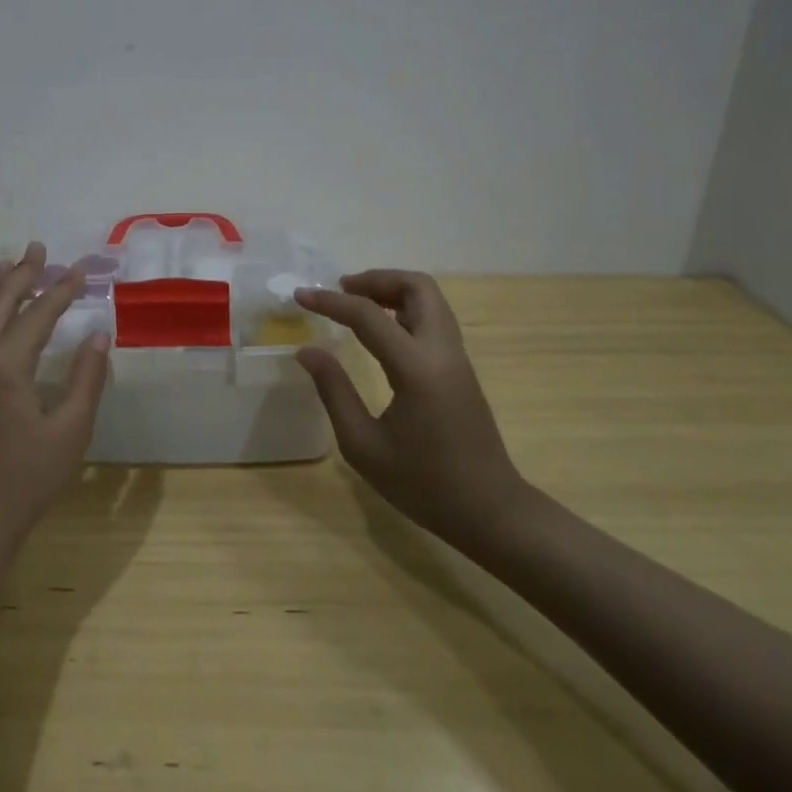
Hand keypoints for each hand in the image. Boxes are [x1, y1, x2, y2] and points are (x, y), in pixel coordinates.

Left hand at [0, 242, 110, 545]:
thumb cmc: (27, 478)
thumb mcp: (71, 430)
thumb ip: (87, 378)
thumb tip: (98, 334)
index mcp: (5, 367)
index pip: (37, 316)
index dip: (61, 291)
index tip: (80, 270)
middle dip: (21, 275)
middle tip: (38, 248)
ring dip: (1, 294)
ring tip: (12, 268)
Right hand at [295, 270, 532, 557]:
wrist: (490, 512)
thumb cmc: (423, 484)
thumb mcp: (363, 445)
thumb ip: (334, 391)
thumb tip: (308, 351)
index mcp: (416, 368)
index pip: (368, 316)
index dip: (330, 301)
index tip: (300, 295)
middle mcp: (441, 352)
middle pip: (417, 287)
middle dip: (376, 279)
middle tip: (342, 290)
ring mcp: (457, 358)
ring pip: (430, 299)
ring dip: (393, 291)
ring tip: (357, 304)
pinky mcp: (461, 369)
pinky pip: (434, 319)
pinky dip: (405, 309)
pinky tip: (381, 330)